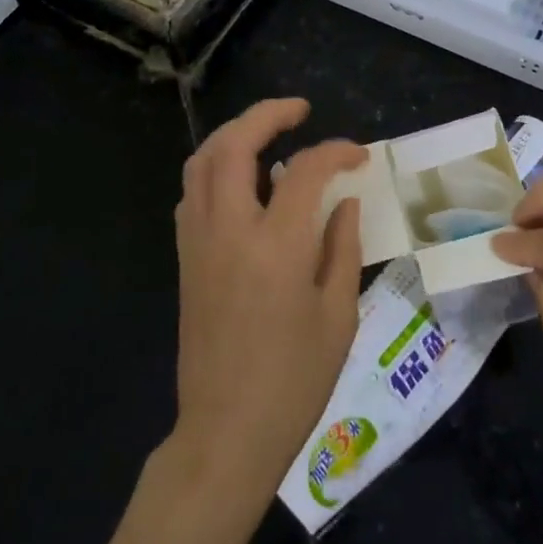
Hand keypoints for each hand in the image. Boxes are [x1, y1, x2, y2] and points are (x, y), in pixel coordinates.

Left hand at [169, 98, 365, 511]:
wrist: (226, 432)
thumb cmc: (294, 380)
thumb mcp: (338, 314)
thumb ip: (342, 246)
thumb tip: (344, 201)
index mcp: (276, 246)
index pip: (305, 170)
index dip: (335, 152)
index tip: (358, 155)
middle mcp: (229, 230)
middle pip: (234, 144)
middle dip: (267, 114)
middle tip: (300, 111)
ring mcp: (198, 242)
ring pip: (202, 161)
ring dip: (234, 134)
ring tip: (267, 133)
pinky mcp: (184, 258)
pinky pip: (193, 192)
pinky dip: (216, 167)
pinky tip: (243, 180)